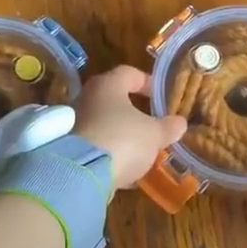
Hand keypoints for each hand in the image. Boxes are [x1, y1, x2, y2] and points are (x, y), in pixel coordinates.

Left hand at [73, 65, 187, 188]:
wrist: (80, 174)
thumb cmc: (122, 140)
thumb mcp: (153, 134)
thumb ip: (167, 127)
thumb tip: (180, 122)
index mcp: (107, 85)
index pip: (129, 73)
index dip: (147, 82)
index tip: (160, 94)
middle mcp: (86, 98)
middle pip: (112, 98)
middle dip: (132, 110)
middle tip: (150, 121)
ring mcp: (74, 123)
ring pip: (102, 123)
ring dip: (120, 133)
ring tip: (139, 149)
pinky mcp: (67, 148)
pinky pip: (94, 144)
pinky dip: (109, 152)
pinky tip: (123, 168)